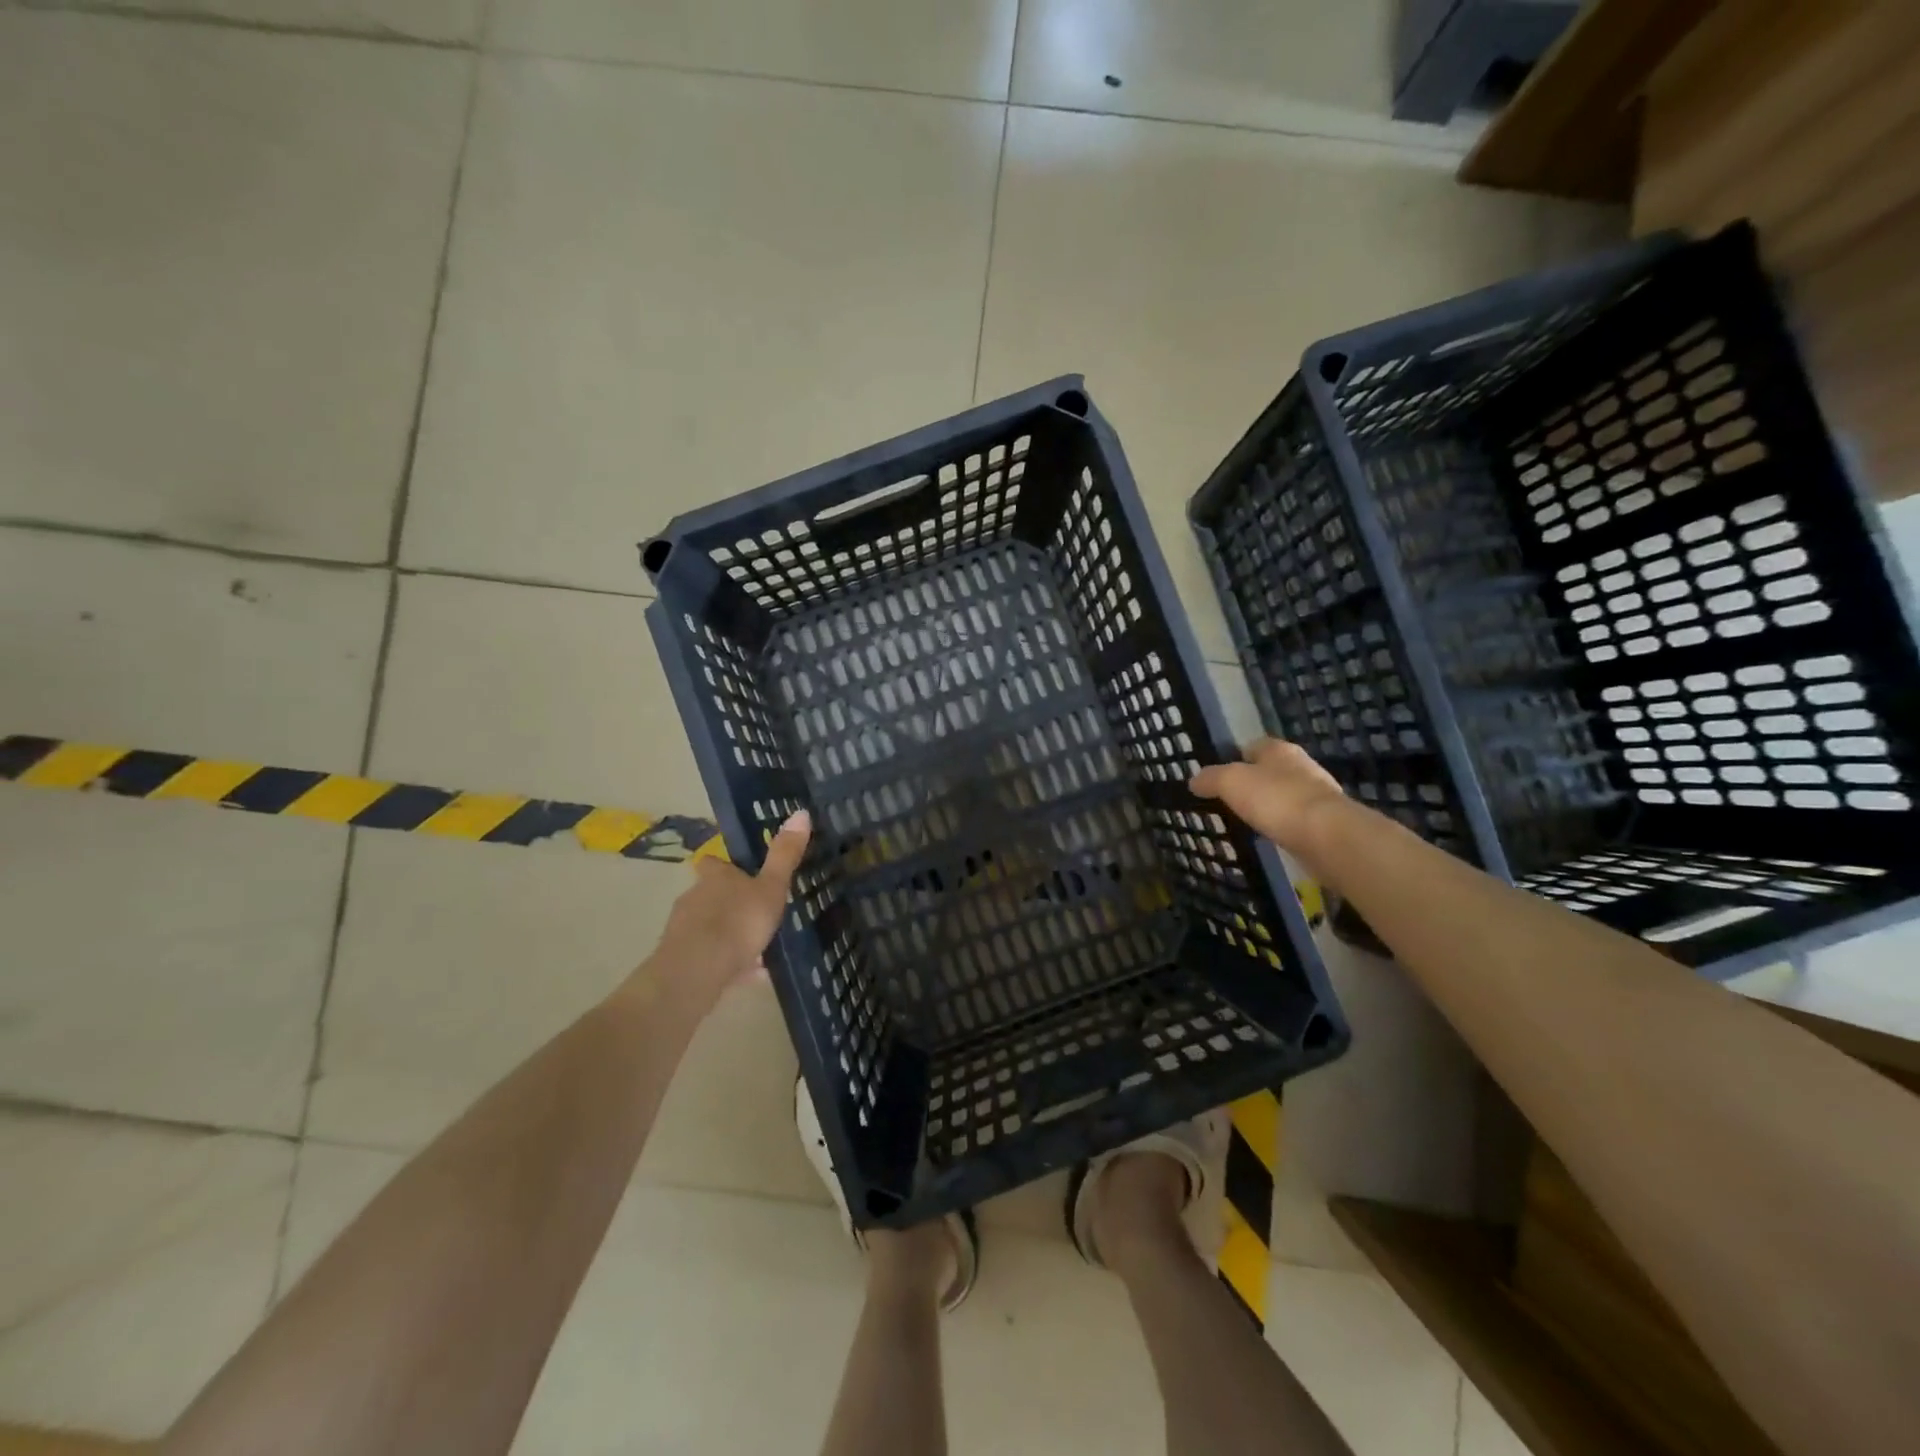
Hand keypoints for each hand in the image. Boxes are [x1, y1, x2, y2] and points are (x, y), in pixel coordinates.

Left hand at [644, 809, 811, 1001]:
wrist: (696, 970)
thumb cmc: (737, 922)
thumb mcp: (771, 888)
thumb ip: (784, 855)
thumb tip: (801, 813)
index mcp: (715, 877)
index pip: (712, 863)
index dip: (724, 866)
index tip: (740, 872)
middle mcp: (693, 897)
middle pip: (709, 894)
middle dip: (729, 902)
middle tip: (756, 913)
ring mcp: (683, 929)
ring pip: (708, 926)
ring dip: (727, 933)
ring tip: (757, 948)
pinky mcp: (680, 959)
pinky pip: (708, 956)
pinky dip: (726, 962)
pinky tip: (748, 974)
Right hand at [1190, 739, 1346, 857]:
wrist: (1326, 835)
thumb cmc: (1275, 798)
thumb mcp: (1231, 782)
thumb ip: (1211, 778)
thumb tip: (1194, 780)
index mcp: (1279, 750)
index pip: (1254, 746)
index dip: (1236, 757)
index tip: (1220, 776)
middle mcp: (1301, 766)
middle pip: (1271, 770)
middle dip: (1254, 782)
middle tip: (1230, 799)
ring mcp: (1317, 795)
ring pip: (1285, 795)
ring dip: (1270, 805)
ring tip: (1247, 820)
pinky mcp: (1325, 822)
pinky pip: (1296, 819)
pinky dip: (1283, 826)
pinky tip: (1270, 836)